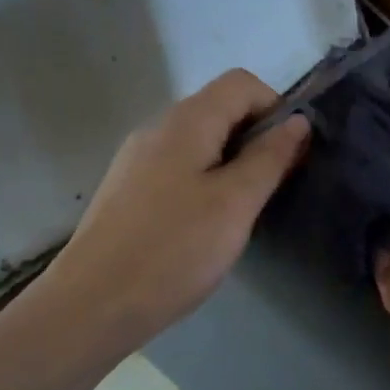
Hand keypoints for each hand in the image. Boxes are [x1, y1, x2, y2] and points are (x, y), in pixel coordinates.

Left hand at [36, 69, 308, 355]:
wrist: (90, 307)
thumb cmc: (173, 250)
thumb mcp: (236, 203)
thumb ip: (270, 157)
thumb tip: (298, 121)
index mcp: (186, 121)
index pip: (242, 83)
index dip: (276, 108)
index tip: (291, 154)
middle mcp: (158, 127)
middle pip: (221, 108)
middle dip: (258, 137)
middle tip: (274, 186)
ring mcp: (139, 158)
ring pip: (202, 140)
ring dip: (234, 161)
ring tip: (244, 209)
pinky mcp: (130, 188)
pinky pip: (180, 166)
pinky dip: (207, 179)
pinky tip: (208, 223)